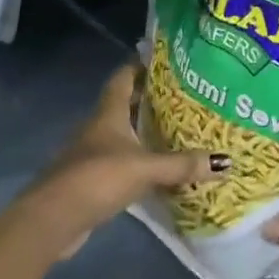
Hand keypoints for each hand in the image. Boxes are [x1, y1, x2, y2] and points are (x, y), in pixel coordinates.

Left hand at [24, 63, 225, 258]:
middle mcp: (99, 126)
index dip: (141, 64)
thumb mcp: (145, 168)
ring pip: (122, 133)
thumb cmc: (98, 177)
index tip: (165, 59)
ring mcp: (92, 153)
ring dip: (144, 130)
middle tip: (183, 95)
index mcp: (109, 112)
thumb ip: (182, 165)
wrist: (53, 219)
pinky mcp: (91, 179)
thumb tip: (226, 162)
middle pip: (125, 103)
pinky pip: (120, 160)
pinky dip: (138, 159)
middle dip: (150, 98)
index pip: (124, 76)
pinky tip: (157, 168)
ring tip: (176, 128)